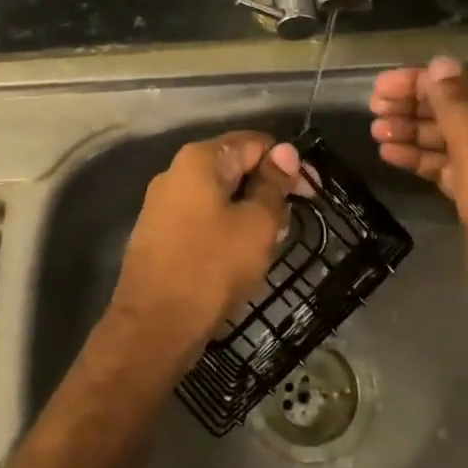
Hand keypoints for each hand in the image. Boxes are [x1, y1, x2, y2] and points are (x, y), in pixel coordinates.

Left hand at [106, 131, 301, 381]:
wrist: (154, 325)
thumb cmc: (212, 267)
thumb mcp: (257, 224)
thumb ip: (273, 185)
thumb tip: (285, 152)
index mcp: (199, 160)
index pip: (255, 142)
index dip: (289, 163)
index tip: (312, 194)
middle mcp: (175, 172)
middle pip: (234, 165)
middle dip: (268, 188)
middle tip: (293, 221)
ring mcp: (162, 203)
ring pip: (219, 194)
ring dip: (250, 210)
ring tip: (271, 241)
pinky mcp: (159, 233)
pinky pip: (202, 216)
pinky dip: (227, 227)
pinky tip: (241, 253)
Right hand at [370, 56, 467, 345]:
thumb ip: (456, 105)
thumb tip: (440, 63)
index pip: (463, 83)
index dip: (421, 81)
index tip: (380, 87)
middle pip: (455, 110)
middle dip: (414, 106)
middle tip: (373, 109)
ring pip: (448, 141)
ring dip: (412, 133)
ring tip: (375, 132)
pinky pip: (447, 169)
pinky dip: (421, 161)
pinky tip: (391, 156)